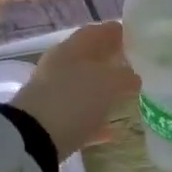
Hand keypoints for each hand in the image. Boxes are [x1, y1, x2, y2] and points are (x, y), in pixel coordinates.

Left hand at [12, 21, 139, 159]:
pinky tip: (114, 132)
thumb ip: (124, 76)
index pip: (95, 32)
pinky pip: (80, 119)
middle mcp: (58, 69)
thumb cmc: (73, 100)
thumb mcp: (107, 83)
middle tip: (136, 68)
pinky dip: (96, 122)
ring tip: (128, 97)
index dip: (116, 32)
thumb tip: (133, 76)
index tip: (137, 36)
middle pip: (88, 60)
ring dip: (103, 92)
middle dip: (111, 63)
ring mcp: (53, 97)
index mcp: (69, 50)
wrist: (33, 140)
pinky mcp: (51, 125)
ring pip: (84, 89)